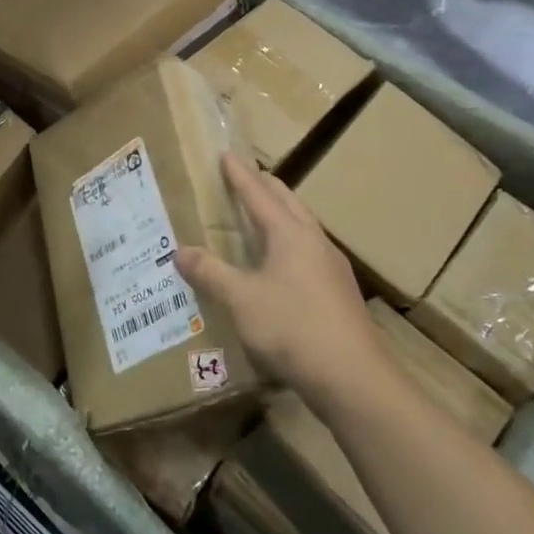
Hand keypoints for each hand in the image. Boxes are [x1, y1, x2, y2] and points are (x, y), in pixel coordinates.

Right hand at [175, 154, 383, 401]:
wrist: (353, 378)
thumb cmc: (292, 328)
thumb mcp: (240, 300)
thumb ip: (210, 273)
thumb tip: (180, 251)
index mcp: (289, 234)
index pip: (258, 194)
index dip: (239, 174)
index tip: (226, 154)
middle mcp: (313, 241)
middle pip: (288, 202)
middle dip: (265, 186)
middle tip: (245, 176)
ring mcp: (331, 267)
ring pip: (303, 226)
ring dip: (281, 213)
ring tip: (262, 215)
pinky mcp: (338, 292)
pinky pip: (309, 251)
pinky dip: (289, 242)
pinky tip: (282, 264)